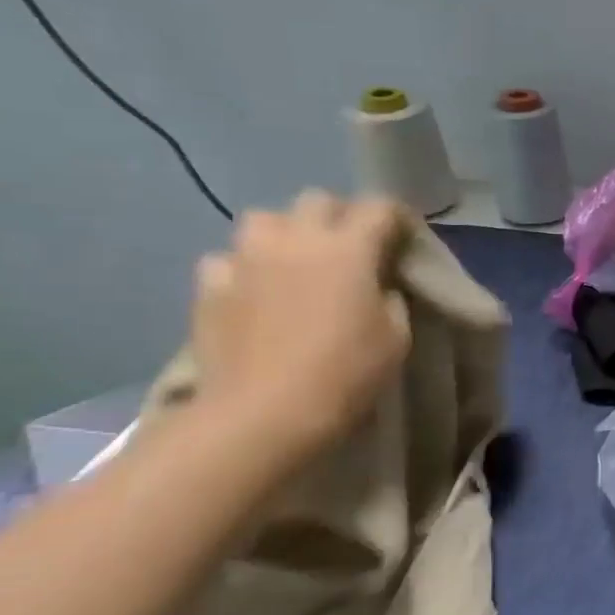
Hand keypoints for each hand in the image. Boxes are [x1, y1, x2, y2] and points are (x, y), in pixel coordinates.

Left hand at [190, 191, 412, 459]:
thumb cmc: (345, 373)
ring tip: (296, 262)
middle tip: (352, 249)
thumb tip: (378, 285)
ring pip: (265, 219)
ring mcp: (246, 260)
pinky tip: (254, 291)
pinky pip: (227, 259)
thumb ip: (390, 296)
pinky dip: (244, 268)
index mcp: (349, 249)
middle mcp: (295, 239)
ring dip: (286, 233)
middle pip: (318, 200)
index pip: (379, 207)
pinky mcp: (209, 287)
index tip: (404, 237)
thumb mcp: (397, 336)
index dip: (396, 217)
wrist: (263, 414)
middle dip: (340, 216)